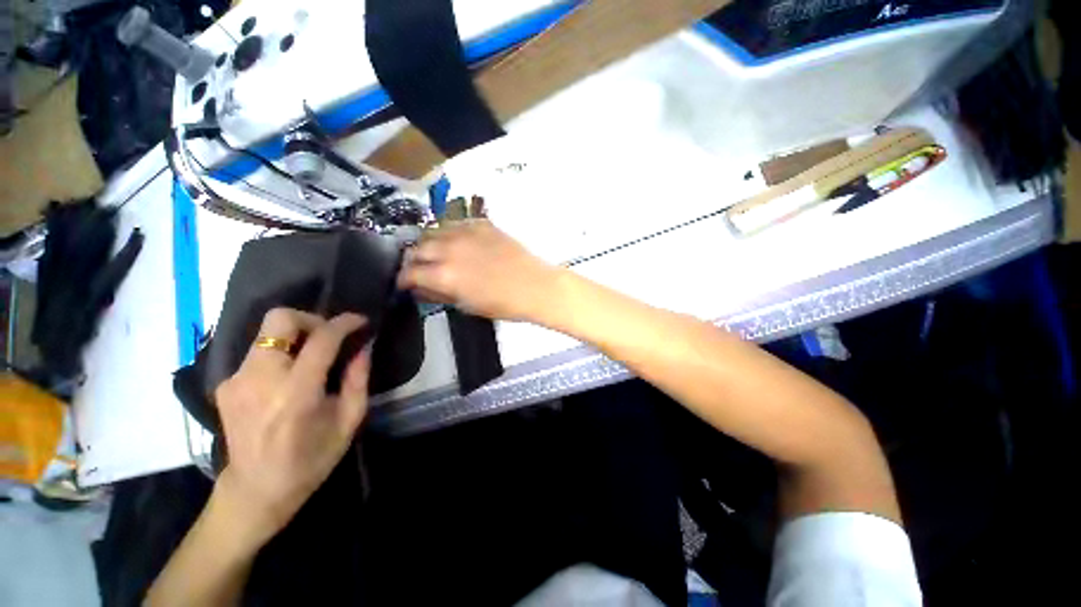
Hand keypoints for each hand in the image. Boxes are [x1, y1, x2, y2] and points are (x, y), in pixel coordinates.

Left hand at [212, 309, 370, 544]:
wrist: (255, 491)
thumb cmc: (311, 459)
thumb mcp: (348, 421)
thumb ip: (358, 379)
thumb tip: (363, 347)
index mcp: (296, 393)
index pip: (321, 338)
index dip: (344, 323)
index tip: (360, 321)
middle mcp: (260, 379)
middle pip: (280, 319)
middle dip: (311, 319)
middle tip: (329, 336)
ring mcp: (236, 380)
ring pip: (267, 333)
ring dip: (296, 336)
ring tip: (312, 358)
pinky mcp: (225, 385)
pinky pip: (258, 352)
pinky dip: (280, 354)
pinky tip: (289, 376)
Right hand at [397, 219, 558, 321]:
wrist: (534, 286)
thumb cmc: (503, 304)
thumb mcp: (466, 305)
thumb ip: (439, 294)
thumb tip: (422, 288)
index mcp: (444, 274)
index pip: (409, 272)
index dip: (403, 280)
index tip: (405, 284)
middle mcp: (449, 248)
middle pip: (416, 248)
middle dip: (412, 260)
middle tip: (419, 269)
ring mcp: (465, 232)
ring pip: (433, 231)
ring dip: (429, 244)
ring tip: (436, 253)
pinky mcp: (480, 223)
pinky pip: (455, 224)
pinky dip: (449, 234)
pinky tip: (457, 243)